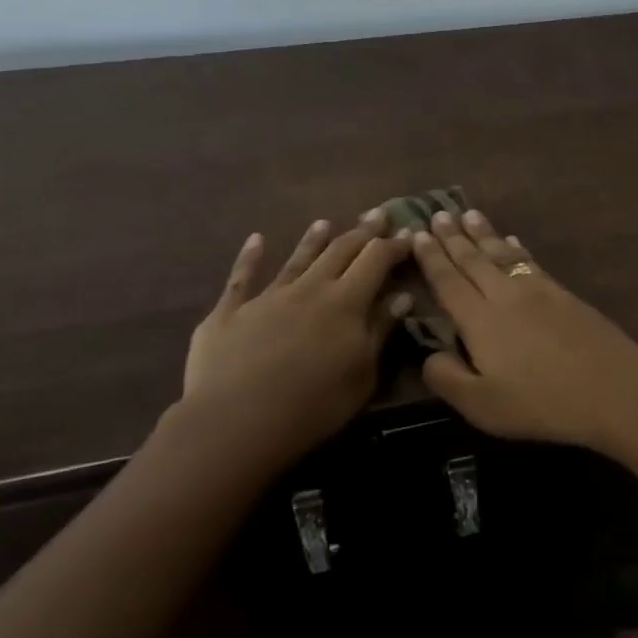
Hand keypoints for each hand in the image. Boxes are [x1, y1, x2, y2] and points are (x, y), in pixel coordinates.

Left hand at [182, 212, 411, 456]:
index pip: (376, 260)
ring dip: (313, 240)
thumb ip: (380, 331)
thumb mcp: (363, 373)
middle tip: (377, 215)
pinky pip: (241, 278)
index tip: (409, 233)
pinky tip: (256, 240)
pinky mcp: (229, 312)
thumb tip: (401, 296)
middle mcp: (309, 288)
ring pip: (297, 259)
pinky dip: (250, 257)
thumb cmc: (314, 404)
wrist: (237, 421)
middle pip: (339, 251)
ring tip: (325, 222)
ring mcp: (266, 297)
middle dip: (361, 232)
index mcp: (346, 302)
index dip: (393, 245)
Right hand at [410, 210, 637, 450]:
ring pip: (503, 254)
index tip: (416, 234)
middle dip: (453, 236)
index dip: (431, 258)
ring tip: (469, 214)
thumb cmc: (542, 403)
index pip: (448, 282)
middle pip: (474, 260)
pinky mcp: (565, 295)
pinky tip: (513, 242)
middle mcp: (505, 295)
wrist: (614, 388)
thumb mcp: (482, 406)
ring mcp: (539, 291)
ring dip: (484, 234)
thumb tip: (428, 354)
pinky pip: (531, 262)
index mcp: (480, 321)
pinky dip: (518, 249)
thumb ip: (448, 378)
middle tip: (438, 213)